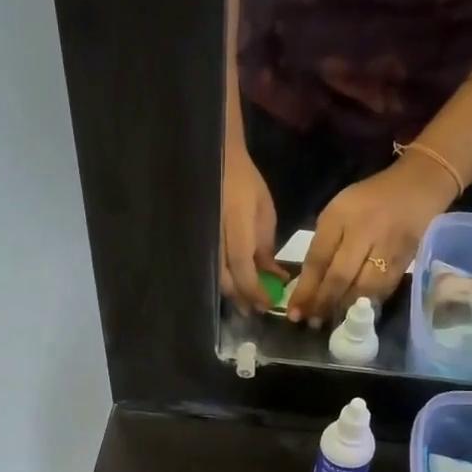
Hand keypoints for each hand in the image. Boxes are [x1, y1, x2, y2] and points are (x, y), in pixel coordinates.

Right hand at [220, 142, 282, 312]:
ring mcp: (203, 239)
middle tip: (256, 309)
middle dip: (242, 297)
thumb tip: (273, 277)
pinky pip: (208, 268)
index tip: (268, 303)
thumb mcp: (264, 212)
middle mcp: (215, 235)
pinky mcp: (197, 242)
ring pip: (215, 277)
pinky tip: (233, 287)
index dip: (254, 288)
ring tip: (246, 304)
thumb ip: (266, 247)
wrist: (217, 162)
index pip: (242, 265)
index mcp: (236, 223)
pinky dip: (223, 281)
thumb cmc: (245, 184)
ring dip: (232, 294)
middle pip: (225, 278)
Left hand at [287, 155, 454, 325]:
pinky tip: (357, 312)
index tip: (294, 312)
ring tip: (331, 321)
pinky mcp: (405, 259)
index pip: (318, 259)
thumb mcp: (336, 214)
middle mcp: (363, 231)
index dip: (305, 290)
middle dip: (323, 304)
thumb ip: (322, 246)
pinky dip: (368, 303)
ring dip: (345, 309)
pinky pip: (384, 289)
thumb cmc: (367, 202)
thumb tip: (308, 286)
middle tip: (312, 322)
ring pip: (363, 288)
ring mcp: (387, 247)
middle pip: (339, 276)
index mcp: (340, 217)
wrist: (416, 186)